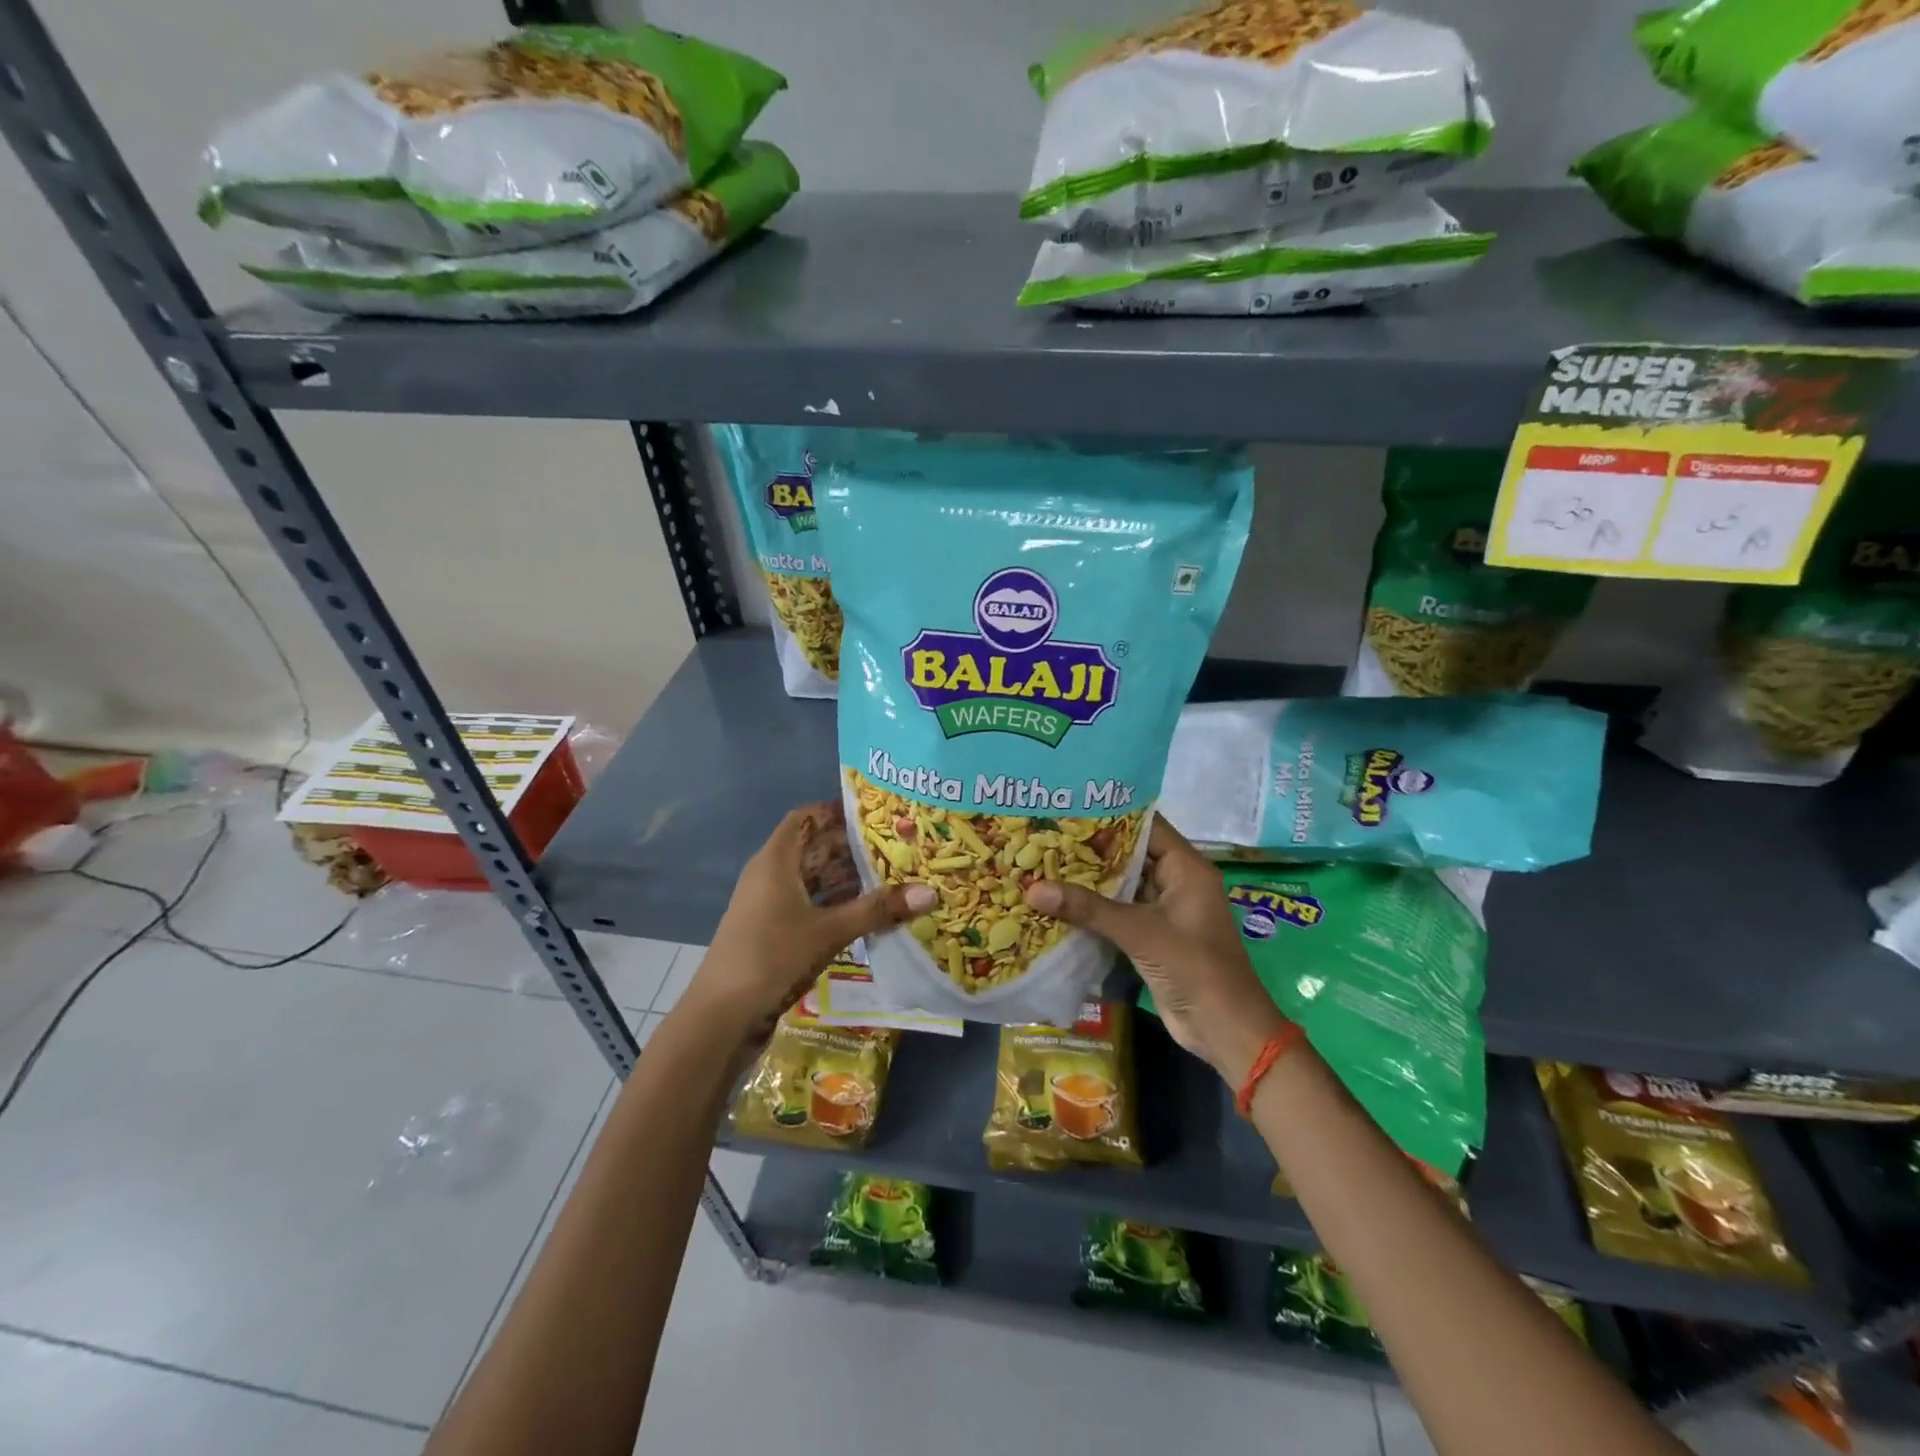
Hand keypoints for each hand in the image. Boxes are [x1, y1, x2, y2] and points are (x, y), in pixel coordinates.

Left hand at [690, 803, 932, 1042]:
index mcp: (776, 861)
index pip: (806, 818)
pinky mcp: (774, 932)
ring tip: (891, 875)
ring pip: (813, 879)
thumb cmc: (771, 958)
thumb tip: (930, 892)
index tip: (875, 812)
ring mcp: (770, 905)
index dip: (836, 811)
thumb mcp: (828, 931)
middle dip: (851, 846)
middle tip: (896, 844)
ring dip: (846, 878)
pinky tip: (866, 912)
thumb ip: (877, 910)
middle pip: (813, 848)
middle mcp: (770, 876)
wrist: (721, 1017)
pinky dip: (836, 904)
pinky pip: (810, 905)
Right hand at [1023, 816, 1284, 1083]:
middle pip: (1129, 855)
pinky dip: (1092, 910)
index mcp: (1186, 868)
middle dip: (1089, 849)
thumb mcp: (1140, 933)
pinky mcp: (1151, 937)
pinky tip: (1056, 903)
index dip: (1109, 814)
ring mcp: (1163, 911)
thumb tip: (1032, 890)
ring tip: (1041, 862)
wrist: (1224, 1030)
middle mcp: (1175, 882)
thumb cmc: (1194, 967)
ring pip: (1120, 886)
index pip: (1145, 826)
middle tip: (1044, 834)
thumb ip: (1088, 909)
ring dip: (1087, 881)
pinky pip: (1118, 913)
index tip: (1068, 805)